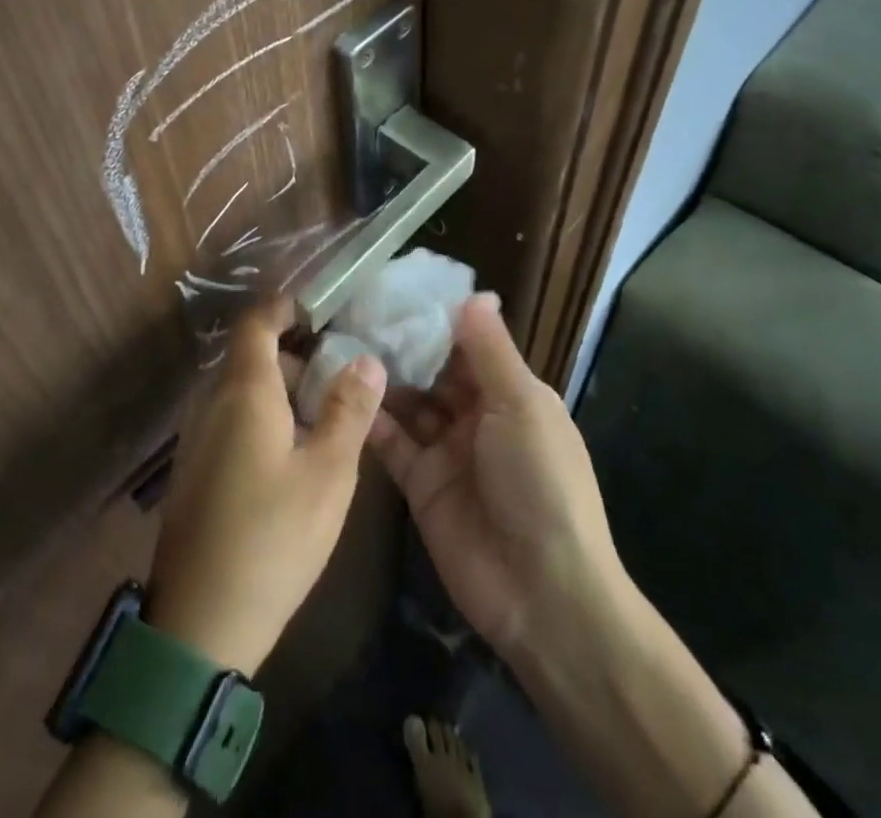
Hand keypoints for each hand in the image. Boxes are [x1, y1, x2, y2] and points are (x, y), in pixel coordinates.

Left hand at [144, 299, 386, 676]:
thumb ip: (348, 410)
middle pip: (250, 355)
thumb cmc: (273, 539)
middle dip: (293, 356)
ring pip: (238, 389)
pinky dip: (258, 416)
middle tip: (337, 379)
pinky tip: (287, 457)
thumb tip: (367, 359)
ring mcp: (194, 436)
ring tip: (320, 421)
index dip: (285, 306)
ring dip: (278, 390)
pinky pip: (226, 418)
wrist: (199, 625)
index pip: (256, 321)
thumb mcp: (327, 474)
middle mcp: (210, 402)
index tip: (320, 311)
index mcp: (242, 391)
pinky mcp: (191, 469)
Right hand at [369, 294, 621, 662]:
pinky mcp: (420, 484)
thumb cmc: (539, 481)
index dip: (435, 319)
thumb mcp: (521, 405)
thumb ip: (490, 351)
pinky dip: (371, 419)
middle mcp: (477, 416)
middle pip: (433, 371)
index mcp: (510, 393)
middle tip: (354, 311)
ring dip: (382, 378)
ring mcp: (447, 450)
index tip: (395, 288)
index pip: (468, 345)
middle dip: (402, 346)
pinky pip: (392, 443)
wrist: (541, 592)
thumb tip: (475, 294)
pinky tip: (340, 390)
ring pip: (409, 403)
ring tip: (339, 342)